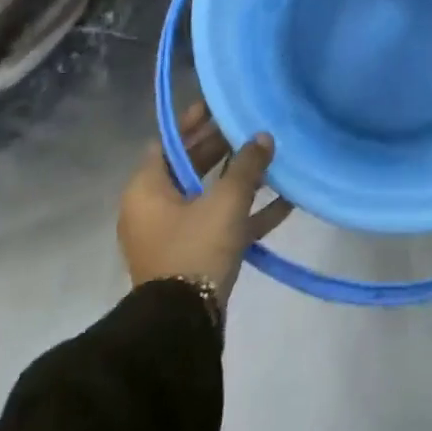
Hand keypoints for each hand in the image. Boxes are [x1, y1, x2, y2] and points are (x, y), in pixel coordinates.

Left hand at [119, 102, 291, 301]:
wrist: (182, 325)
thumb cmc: (195, 249)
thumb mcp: (225, 202)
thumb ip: (247, 166)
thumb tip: (263, 137)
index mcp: (147, 188)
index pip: (169, 141)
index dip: (194, 121)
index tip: (220, 105)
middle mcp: (153, 208)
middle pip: (189, 166)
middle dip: (221, 148)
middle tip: (251, 128)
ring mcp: (172, 235)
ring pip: (207, 196)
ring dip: (238, 180)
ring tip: (271, 159)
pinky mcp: (192, 257)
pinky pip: (219, 225)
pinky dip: (245, 214)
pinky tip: (284, 203)